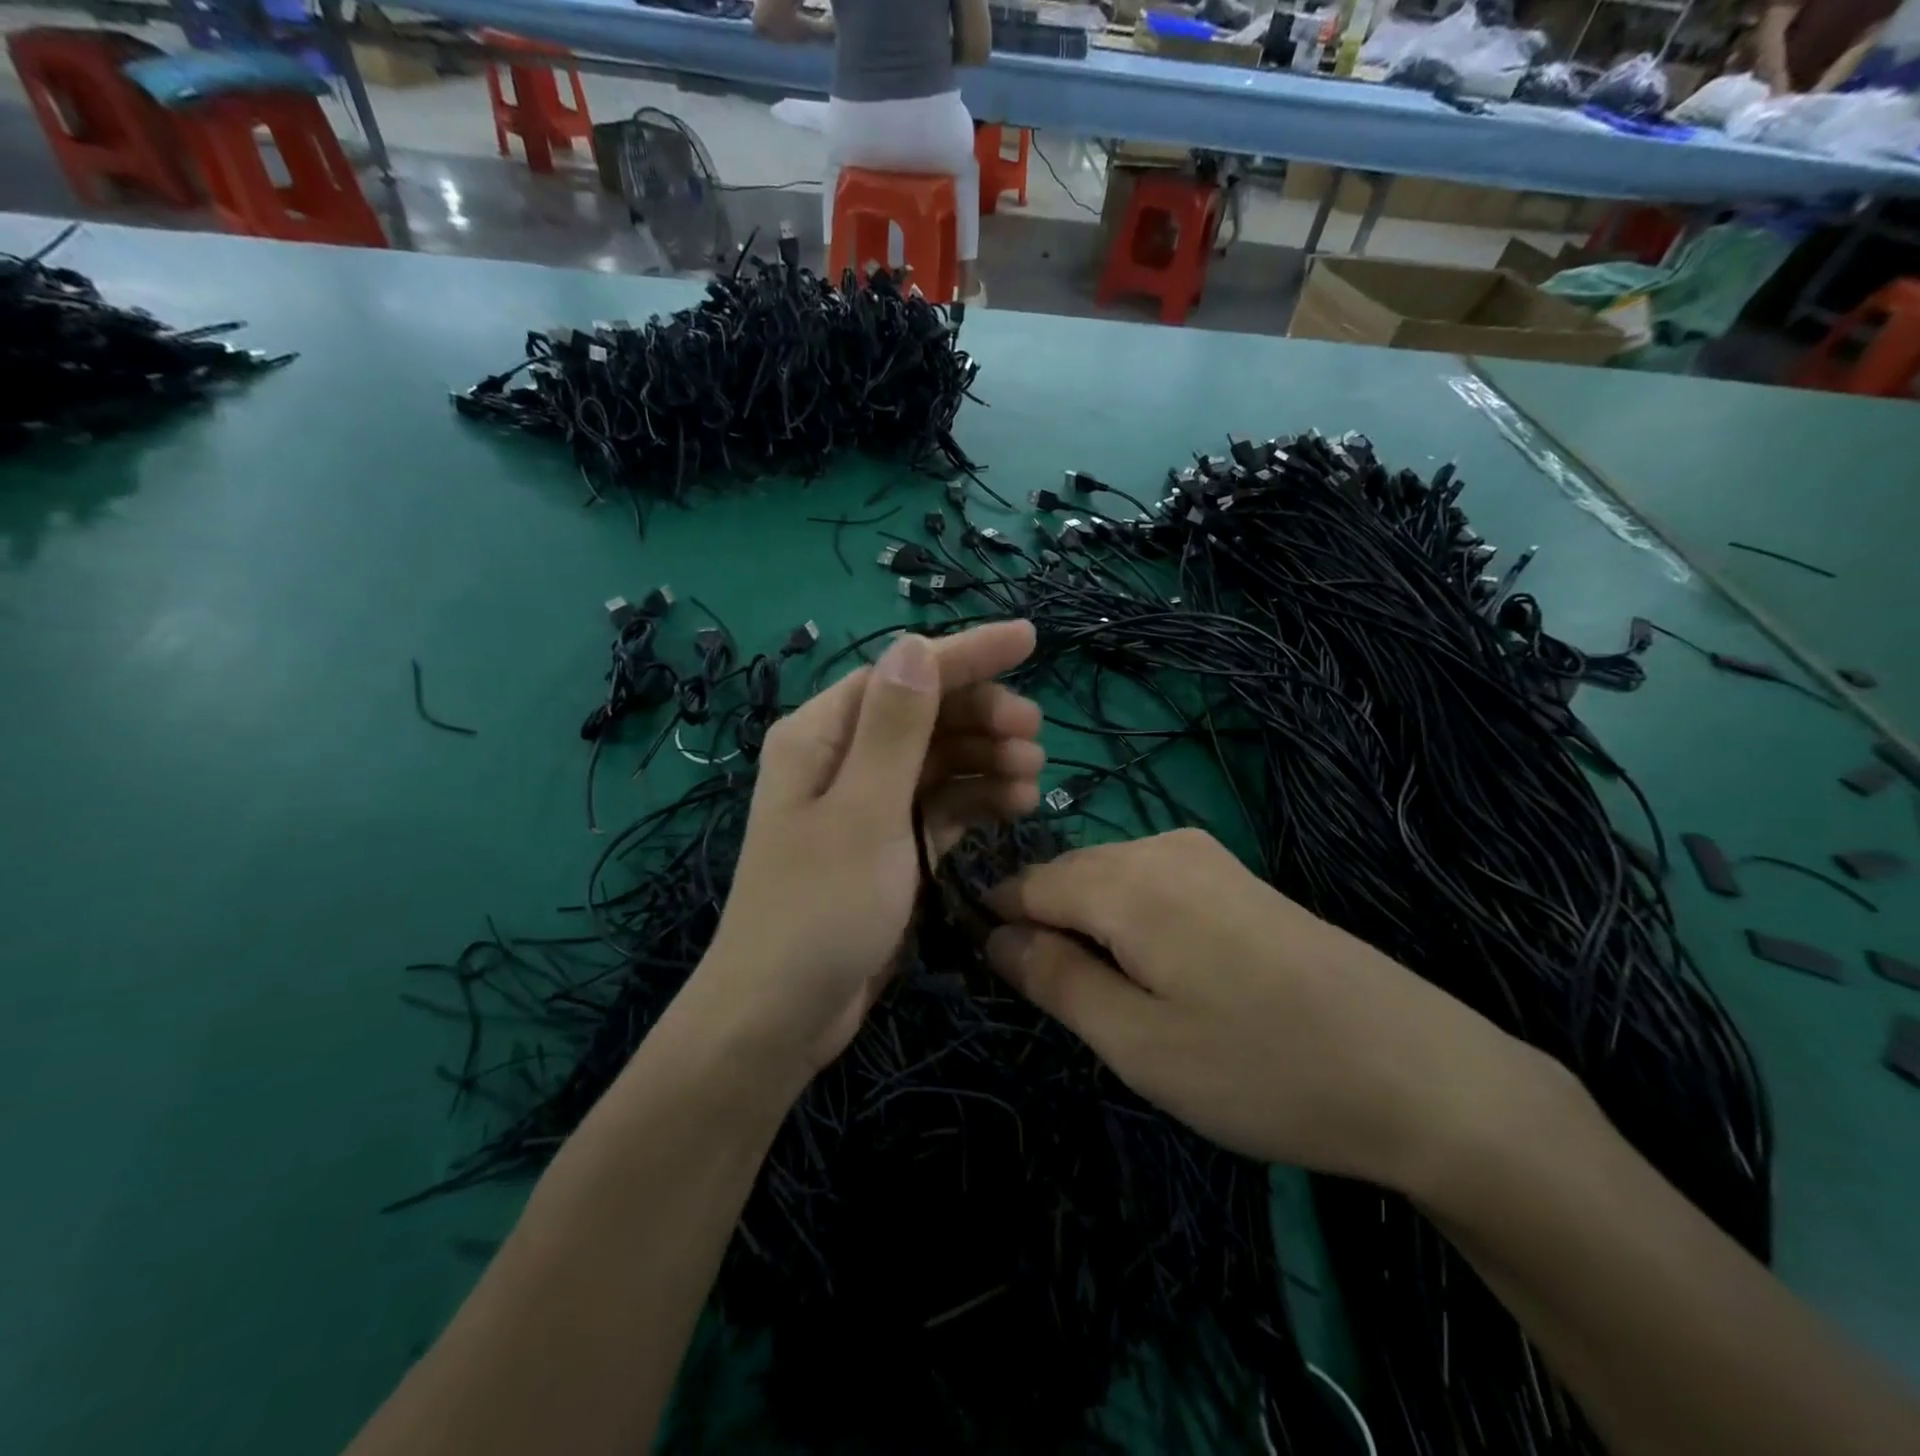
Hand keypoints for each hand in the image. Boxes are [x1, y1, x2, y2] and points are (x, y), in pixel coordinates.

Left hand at [687, 621, 1040, 1087]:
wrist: (782, 1016)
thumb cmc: (819, 910)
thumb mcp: (863, 812)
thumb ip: (894, 728)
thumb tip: (914, 644)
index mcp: (822, 735)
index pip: (903, 674)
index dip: (967, 654)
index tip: (1030, 639)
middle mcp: (843, 759)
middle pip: (925, 714)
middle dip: (982, 716)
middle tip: (1034, 736)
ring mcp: (867, 804)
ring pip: (938, 760)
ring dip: (987, 760)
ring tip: (1033, 777)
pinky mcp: (888, 844)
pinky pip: (939, 804)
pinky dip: (976, 800)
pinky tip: (1014, 807)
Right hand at [984, 829, 1552, 1193]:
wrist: (1420, 1073)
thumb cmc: (1261, 1067)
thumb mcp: (1136, 1041)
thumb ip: (1053, 978)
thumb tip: (994, 936)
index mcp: (1126, 878)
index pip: (1025, 883)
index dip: (999, 927)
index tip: (1003, 984)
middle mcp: (1162, 845)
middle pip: (1068, 877)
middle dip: (1049, 932)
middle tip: (1074, 1012)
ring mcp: (1206, 856)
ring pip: (1110, 882)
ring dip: (1094, 934)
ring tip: (1124, 1005)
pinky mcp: (1237, 877)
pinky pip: (1152, 887)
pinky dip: (1134, 927)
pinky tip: (1170, 981)